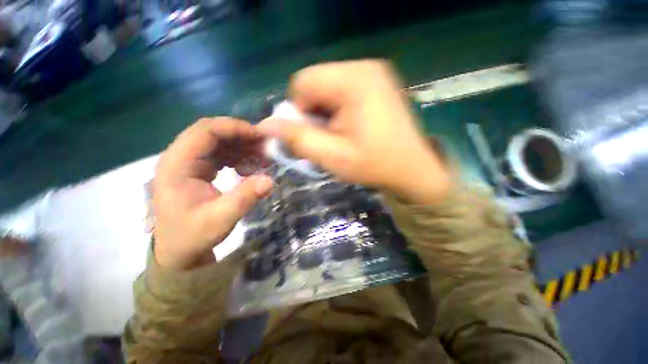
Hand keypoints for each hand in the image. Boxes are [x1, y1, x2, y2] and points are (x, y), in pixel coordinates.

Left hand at [151, 118, 273, 269]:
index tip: (259, 136)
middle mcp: (180, 158)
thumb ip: (245, 198)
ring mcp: (189, 163)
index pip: (204, 131)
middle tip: (265, 146)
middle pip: (212, 133)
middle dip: (241, 136)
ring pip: (218, 143)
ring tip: (261, 158)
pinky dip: (238, 157)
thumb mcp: (220, 219)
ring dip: (241, 147)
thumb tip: (269, 180)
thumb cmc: (193, 236)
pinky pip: (220, 154)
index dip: (234, 128)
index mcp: (177, 165)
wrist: (180, 251)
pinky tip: (249, 168)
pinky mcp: (198, 170)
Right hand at [259, 60, 449, 204]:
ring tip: (340, 136)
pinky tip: (350, 129)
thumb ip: (297, 139)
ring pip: (328, 89)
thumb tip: (266, 126)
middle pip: (315, 84)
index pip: (302, 83)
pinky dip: (338, 111)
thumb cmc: (374, 165)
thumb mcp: (332, 157)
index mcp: (353, 80)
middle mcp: (364, 67)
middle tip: (327, 138)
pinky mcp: (378, 84)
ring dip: (325, 114)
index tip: (314, 134)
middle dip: (313, 113)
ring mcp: (374, 74)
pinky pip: (343, 92)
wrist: (413, 169)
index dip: (299, 111)